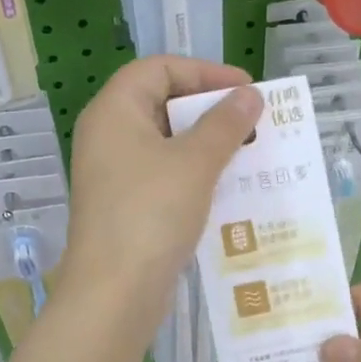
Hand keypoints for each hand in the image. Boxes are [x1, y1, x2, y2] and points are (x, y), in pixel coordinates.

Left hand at [56, 55, 260, 340]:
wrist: (114, 293)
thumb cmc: (152, 214)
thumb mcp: (195, 163)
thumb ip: (225, 124)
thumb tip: (249, 95)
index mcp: (114, 111)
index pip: (159, 68)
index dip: (205, 72)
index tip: (246, 90)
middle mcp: (108, 136)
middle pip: (161, 103)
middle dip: (210, 110)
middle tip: (252, 123)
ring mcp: (114, 174)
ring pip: (166, 143)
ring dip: (206, 145)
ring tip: (248, 154)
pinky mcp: (125, 206)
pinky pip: (163, 175)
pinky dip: (194, 175)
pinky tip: (227, 188)